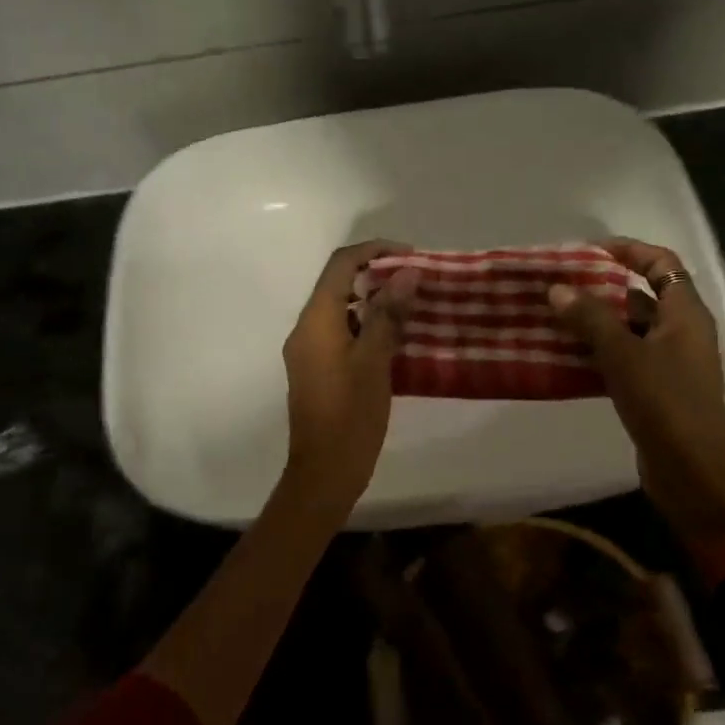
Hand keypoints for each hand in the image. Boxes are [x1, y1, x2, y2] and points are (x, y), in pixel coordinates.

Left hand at [280, 240, 419, 511]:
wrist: (323, 473)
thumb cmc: (351, 417)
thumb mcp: (374, 362)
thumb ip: (387, 314)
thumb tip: (406, 272)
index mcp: (316, 321)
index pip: (341, 265)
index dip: (375, 251)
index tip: (412, 256)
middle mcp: (306, 328)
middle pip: (338, 283)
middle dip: (377, 274)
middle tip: (418, 280)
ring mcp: (309, 350)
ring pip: (341, 308)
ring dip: (374, 300)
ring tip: (413, 305)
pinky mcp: (317, 369)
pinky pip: (341, 332)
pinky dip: (366, 324)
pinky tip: (396, 336)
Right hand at [548, 237, 724, 544]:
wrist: (690, 470)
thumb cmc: (664, 403)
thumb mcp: (623, 355)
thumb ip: (591, 319)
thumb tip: (557, 289)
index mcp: (685, 314)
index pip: (662, 263)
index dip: (629, 250)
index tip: (589, 250)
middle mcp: (681, 331)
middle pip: (641, 296)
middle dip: (601, 288)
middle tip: (560, 286)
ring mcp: (670, 361)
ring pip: (628, 329)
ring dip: (594, 322)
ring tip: (553, 317)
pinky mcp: (656, 388)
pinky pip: (624, 357)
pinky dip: (597, 352)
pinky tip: (564, 355)